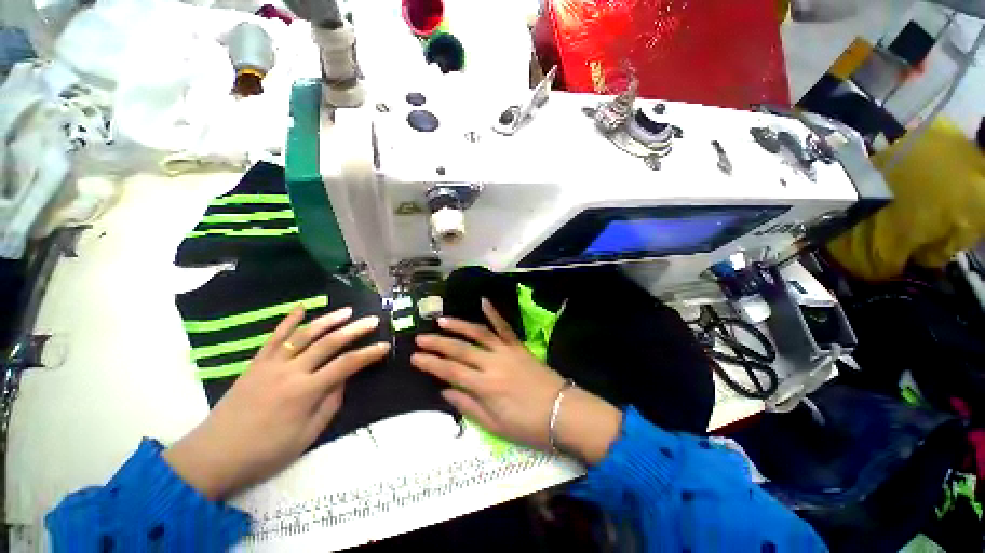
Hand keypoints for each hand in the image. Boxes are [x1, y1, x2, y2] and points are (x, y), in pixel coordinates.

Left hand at [163, 305, 388, 499]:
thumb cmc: (265, 452)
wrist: (213, 455)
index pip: (346, 365)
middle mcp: (290, 371)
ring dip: (328, 320)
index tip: (385, 346)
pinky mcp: (256, 363)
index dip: (368, 354)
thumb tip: (344, 380)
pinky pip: (274, 337)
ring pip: (304, 335)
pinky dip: (289, 320)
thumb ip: (329, 404)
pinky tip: (302, 307)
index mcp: (305, 392)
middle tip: (372, 320)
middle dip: (354, 330)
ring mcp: (271, 364)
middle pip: (328, 343)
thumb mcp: (306, 436)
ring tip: (347, 311)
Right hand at [412, 299, 622, 462]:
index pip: (450, 371)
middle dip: (437, 343)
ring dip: (459, 325)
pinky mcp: (519, 346)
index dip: (431, 364)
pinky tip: (483, 302)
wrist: (563, 412)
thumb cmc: (528, 425)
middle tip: (420, 338)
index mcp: (485, 386)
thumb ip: (468, 406)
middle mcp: (492, 364)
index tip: (414, 357)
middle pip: (460, 349)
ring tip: (441, 320)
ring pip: (478, 333)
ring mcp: (507, 351)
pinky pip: (505, 327)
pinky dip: (494, 313)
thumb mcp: (494, 425)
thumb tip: (445, 391)